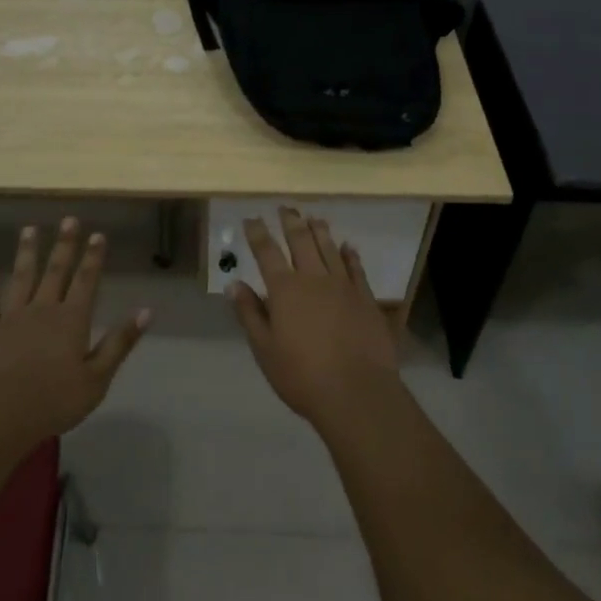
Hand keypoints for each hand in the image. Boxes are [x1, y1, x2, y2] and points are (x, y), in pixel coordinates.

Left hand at [0, 218, 150, 448]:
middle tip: (68, 220)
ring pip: (22, 277)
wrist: (0, 415)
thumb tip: (147, 311)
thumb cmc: (54, 401)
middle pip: (55, 271)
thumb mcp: (97, 378)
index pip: (86, 281)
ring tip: (29, 229)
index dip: (93, 257)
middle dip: (64, 245)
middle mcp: (43, 309)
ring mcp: (13, 317)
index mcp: (72, 320)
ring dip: (27, 252)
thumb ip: (120, 342)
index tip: (98, 234)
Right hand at [229, 207, 399, 426]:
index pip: (267, 252)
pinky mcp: (366, 298)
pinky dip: (350, 254)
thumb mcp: (264, 350)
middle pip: (301, 240)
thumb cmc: (302, 376)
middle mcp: (313, 278)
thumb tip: (234, 284)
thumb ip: (249, 313)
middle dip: (290, 221)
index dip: (258, 233)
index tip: (252, 218)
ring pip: (329, 248)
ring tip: (313, 217)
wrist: (357, 393)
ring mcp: (343, 285)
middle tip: (285, 207)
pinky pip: (356, 267)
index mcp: (285, 289)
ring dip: (319, 230)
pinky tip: (348, 246)